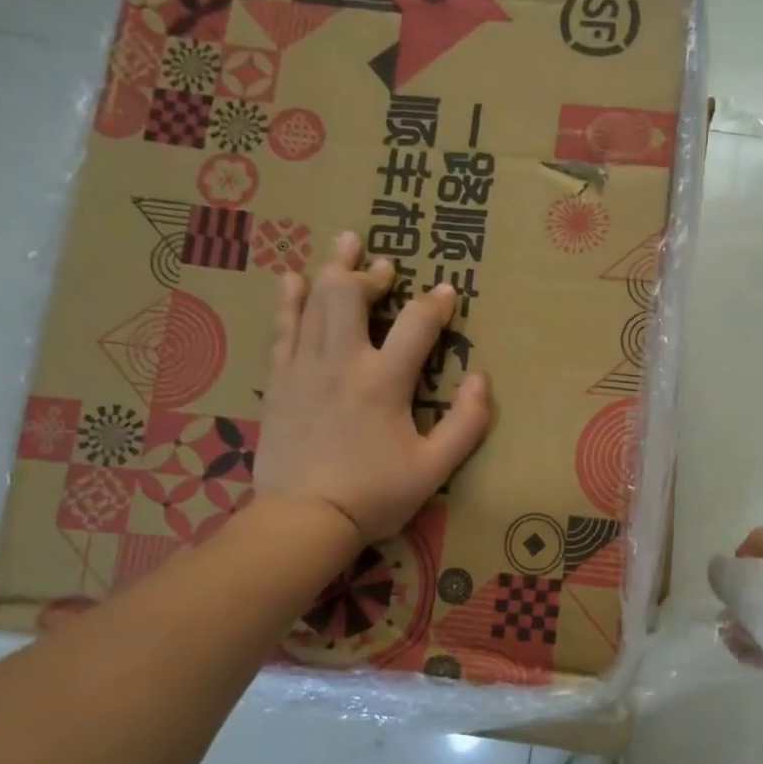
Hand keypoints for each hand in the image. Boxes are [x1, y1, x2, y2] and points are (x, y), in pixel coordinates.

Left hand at [255, 231, 491, 544]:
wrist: (304, 519)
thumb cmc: (375, 495)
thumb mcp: (434, 467)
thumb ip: (466, 423)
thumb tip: (482, 379)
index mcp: (384, 381)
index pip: (417, 324)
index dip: (436, 303)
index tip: (448, 292)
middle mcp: (342, 362)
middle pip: (351, 295)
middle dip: (370, 273)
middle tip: (384, 266)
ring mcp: (305, 368)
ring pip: (315, 302)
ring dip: (332, 270)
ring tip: (344, 244)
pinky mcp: (280, 382)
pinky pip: (282, 328)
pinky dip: (288, 300)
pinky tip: (291, 279)